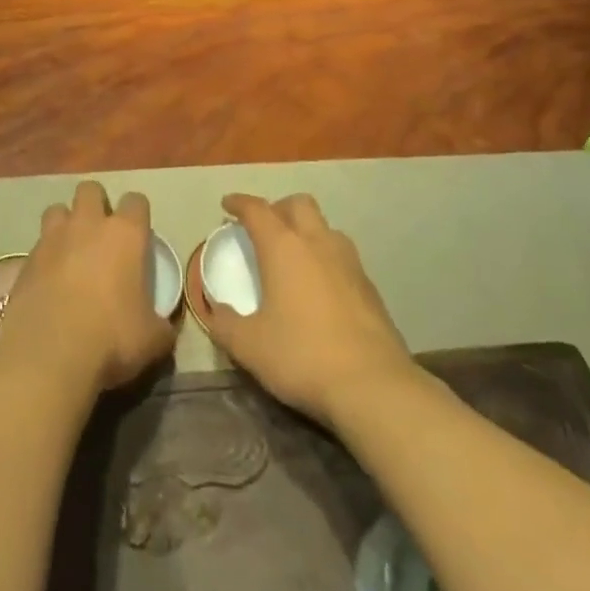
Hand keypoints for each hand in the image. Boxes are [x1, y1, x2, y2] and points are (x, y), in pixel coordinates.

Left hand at [0, 181, 177, 397]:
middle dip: (96, 204)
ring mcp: (52, 238)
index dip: (138, 214)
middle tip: (101, 235)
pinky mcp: (26, 259)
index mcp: (124, 234)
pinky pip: (37, 245)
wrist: (50, 352)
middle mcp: (87, 224)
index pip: (136, 201)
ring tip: (70, 250)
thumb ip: (160, 326)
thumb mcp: (152, 340)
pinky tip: (48, 281)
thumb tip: (163, 328)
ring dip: (65, 223)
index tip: (139, 235)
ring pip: (57, 209)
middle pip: (91, 190)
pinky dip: (44, 256)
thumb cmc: (111, 337)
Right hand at [200, 193, 420, 427]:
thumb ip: (225, 324)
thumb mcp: (249, 346)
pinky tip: (322, 289)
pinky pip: (343, 257)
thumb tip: (215, 311)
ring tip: (295, 256)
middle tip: (264, 229)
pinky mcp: (371, 288)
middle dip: (278, 208)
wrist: (374, 387)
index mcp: (283, 247)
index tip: (228, 204)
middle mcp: (317, 243)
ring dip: (307, 231)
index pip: (257, 209)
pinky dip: (327, 260)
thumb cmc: (303, 356)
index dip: (239, 203)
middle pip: (298, 204)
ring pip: (326, 227)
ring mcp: (349, 263)